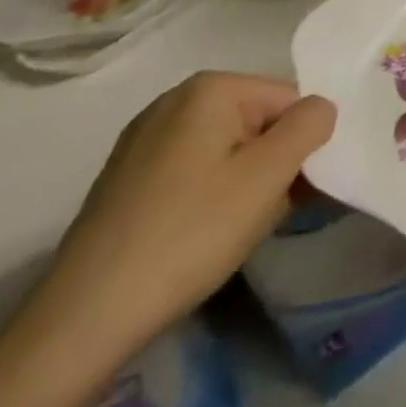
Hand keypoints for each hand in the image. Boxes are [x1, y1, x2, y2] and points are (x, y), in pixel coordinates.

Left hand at [34, 72, 336, 357]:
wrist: (85, 318)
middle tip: (267, 216)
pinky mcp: (126, 179)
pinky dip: (210, 197)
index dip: (302, 147)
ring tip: (234, 232)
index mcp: (211, 88)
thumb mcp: (268, 175)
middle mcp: (175, 100)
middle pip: (258, 123)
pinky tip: (200, 237)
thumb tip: (320, 108)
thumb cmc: (190, 233)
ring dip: (246, 185)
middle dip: (273, 166)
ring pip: (227, 150)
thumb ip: (310, 126)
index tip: (297, 193)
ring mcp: (144, 140)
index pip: (290, 102)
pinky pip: (193, 172)